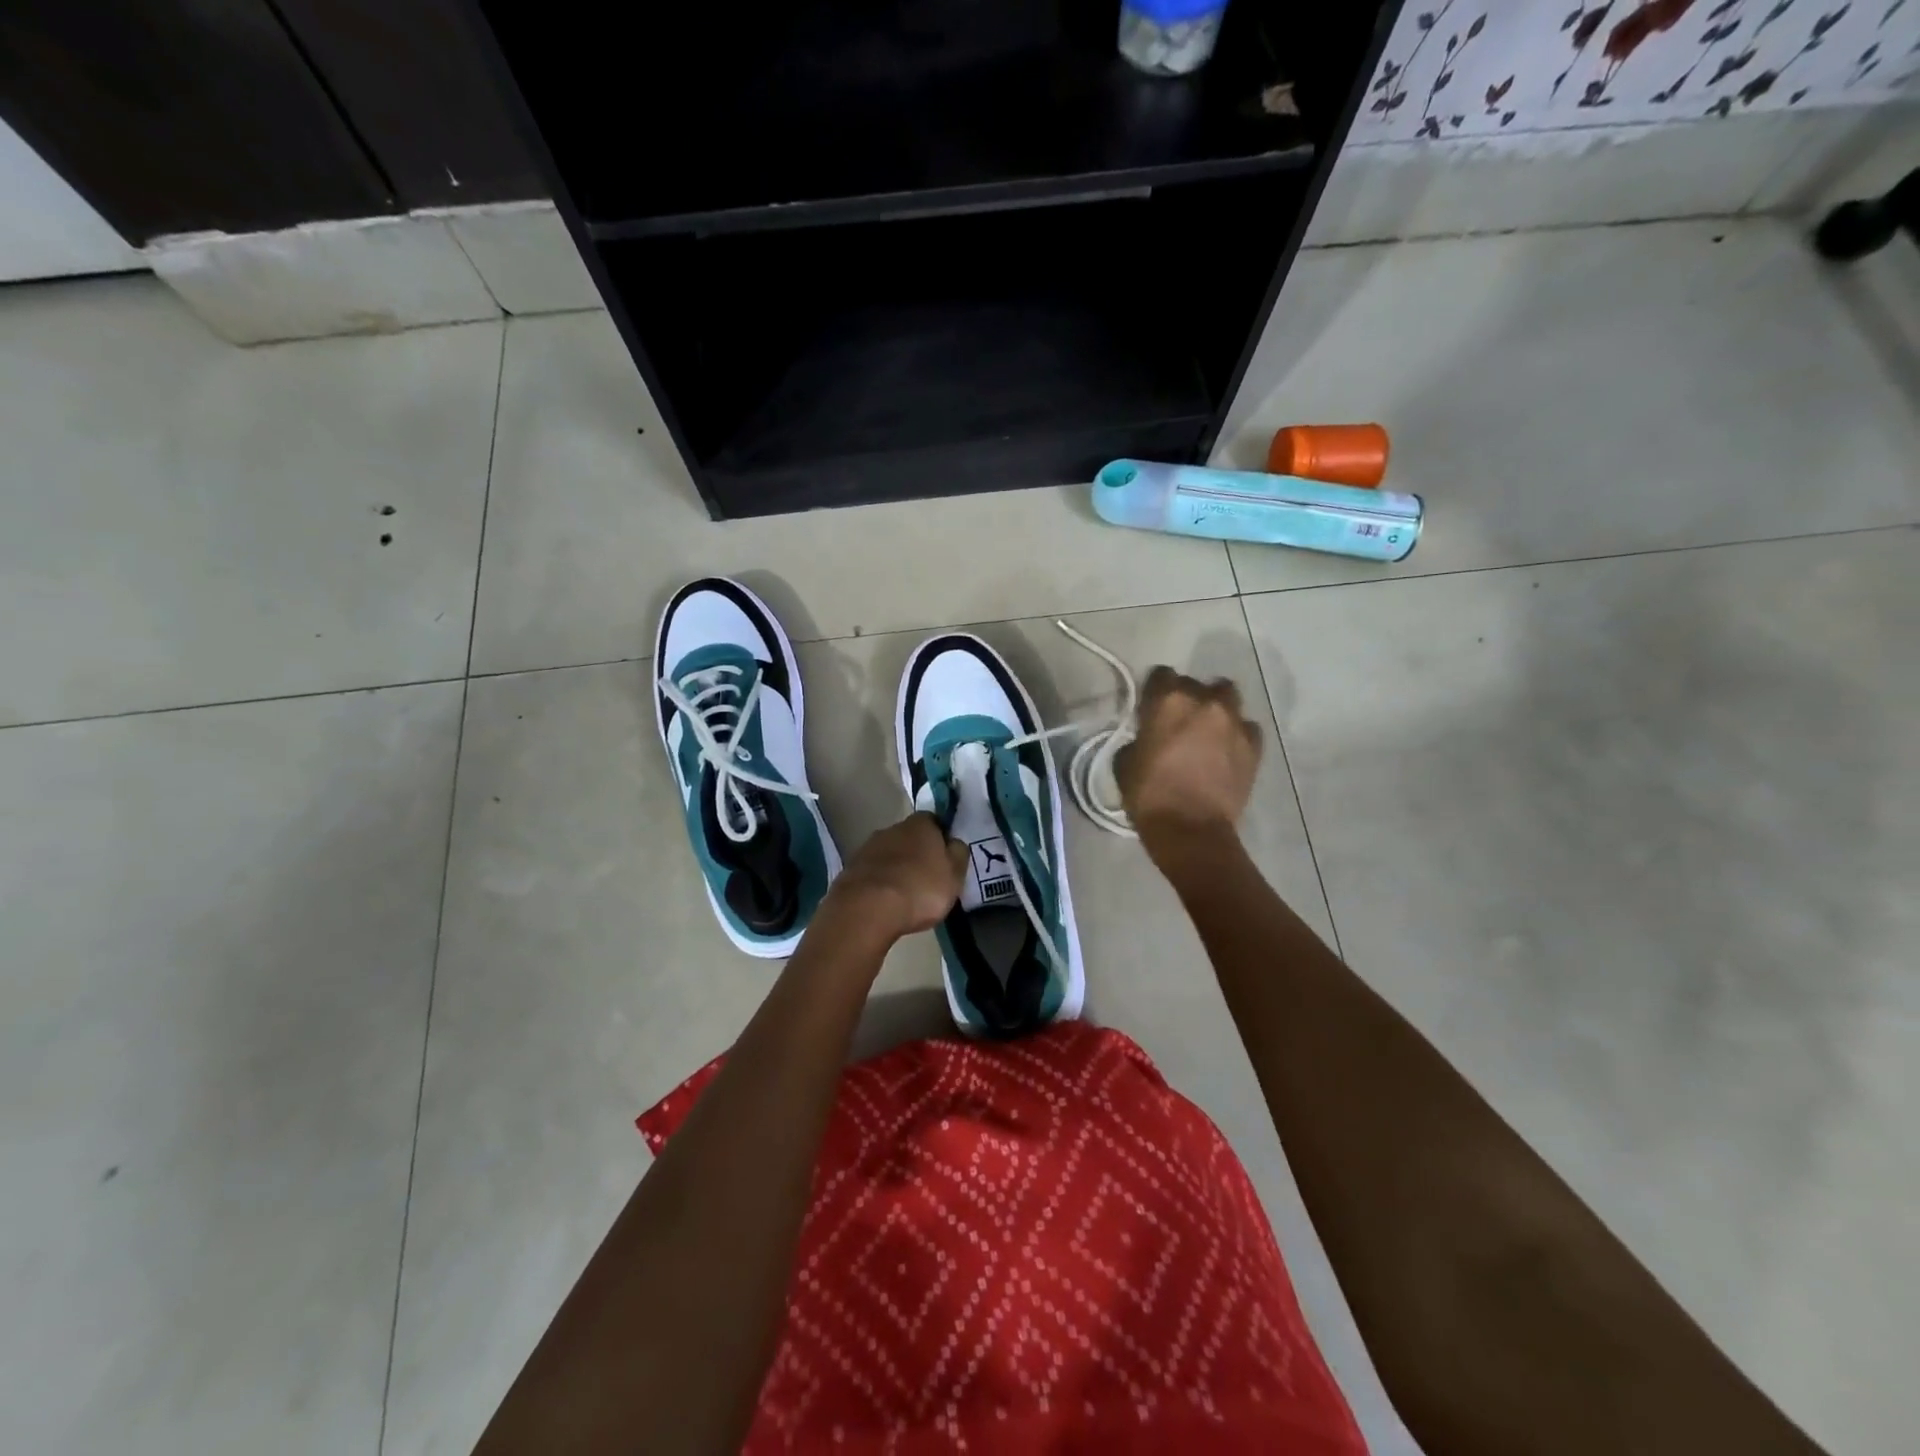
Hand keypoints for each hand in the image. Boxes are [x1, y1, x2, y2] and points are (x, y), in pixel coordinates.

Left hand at [826, 812, 967, 941]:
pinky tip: (884, 901)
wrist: (867, 908)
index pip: (934, 820)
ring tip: (905, 893)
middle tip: (927, 877)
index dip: (941, 837)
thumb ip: (958, 854)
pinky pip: (872, 873)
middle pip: (909, 836)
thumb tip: (954, 842)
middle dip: (917, 853)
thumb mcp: (954, 875)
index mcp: (920, 824)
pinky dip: (879, 883)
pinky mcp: (850, 869)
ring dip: (896, 867)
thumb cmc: (920, 889)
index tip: (945, 857)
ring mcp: (867, 848)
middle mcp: (892, 828)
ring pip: (888, 854)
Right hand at [1115, 668, 1262, 852]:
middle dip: (1187, 698)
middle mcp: (1205, 701)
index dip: (1154, 691)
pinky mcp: (1255, 745)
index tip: (1150, 708)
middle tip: (1179, 722)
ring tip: (1208, 730)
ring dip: (1216, 708)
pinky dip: (1236, 732)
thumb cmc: (1149, 795)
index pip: (1161, 674)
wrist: (1191, 831)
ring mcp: (1235, 721)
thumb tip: (1148, 736)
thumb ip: (1139, 737)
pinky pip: (1246, 726)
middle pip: (1196, 684)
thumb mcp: (1125, 762)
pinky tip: (1227, 749)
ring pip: (1227, 697)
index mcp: (1168, 700)